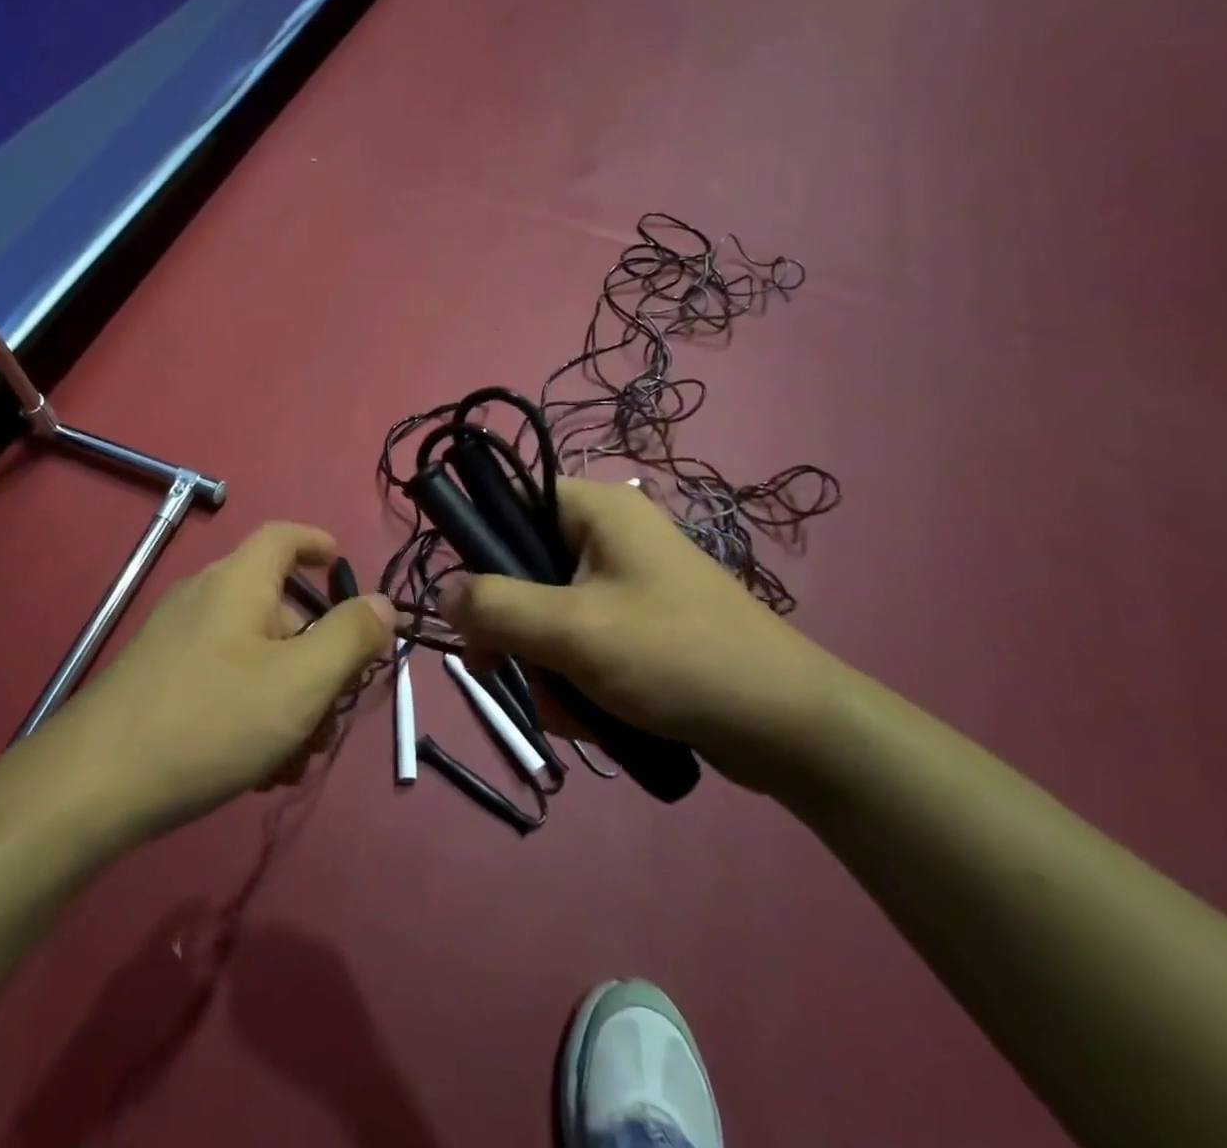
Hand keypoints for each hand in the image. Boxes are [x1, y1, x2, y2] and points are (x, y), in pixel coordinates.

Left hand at [55, 523, 396, 838]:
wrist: (91, 786)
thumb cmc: (211, 719)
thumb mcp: (300, 681)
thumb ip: (350, 637)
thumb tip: (381, 604)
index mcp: (239, 582)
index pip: (283, 537)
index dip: (318, 544)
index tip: (344, 568)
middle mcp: (205, 599)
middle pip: (279, 610)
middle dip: (316, 661)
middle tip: (333, 714)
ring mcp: (177, 641)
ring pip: (255, 656)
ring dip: (288, 699)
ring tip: (294, 760)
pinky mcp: (159, 681)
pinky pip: (223, 682)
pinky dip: (251, 712)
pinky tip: (255, 770)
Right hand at [441, 478, 854, 792]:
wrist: (786, 727)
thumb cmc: (675, 656)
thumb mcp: (572, 630)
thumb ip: (496, 606)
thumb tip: (440, 592)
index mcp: (597, 509)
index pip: (511, 499)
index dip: (480, 544)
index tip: (468, 602)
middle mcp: (609, 536)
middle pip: (524, 567)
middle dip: (512, 627)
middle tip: (501, 668)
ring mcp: (625, 584)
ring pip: (547, 614)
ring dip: (541, 663)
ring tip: (565, 707)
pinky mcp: (638, 627)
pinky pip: (579, 643)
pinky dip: (572, 678)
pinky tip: (586, 717)